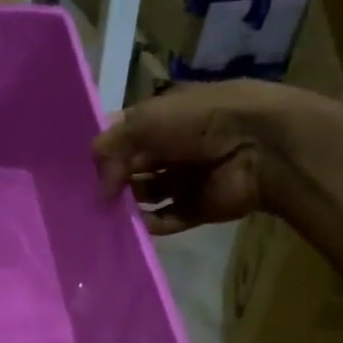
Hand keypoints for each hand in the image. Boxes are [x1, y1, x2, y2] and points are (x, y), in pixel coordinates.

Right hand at [93, 79, 339, 234]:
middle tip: (92, 196)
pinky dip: (150, 224)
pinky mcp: (199, 207)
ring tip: (106, 214)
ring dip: (129, 204)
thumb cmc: (200, 121)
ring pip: (148, 194)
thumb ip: (112, 149)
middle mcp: (176, 146)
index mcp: (167, 116)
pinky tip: (131, 227)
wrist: (260, 146)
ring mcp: (188, 178)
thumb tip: (99, 187)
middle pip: (135, 167)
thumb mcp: (145, 121)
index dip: (107, 150)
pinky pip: (168, 218)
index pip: (127, 135)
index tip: (82, 170)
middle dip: (114, 180)